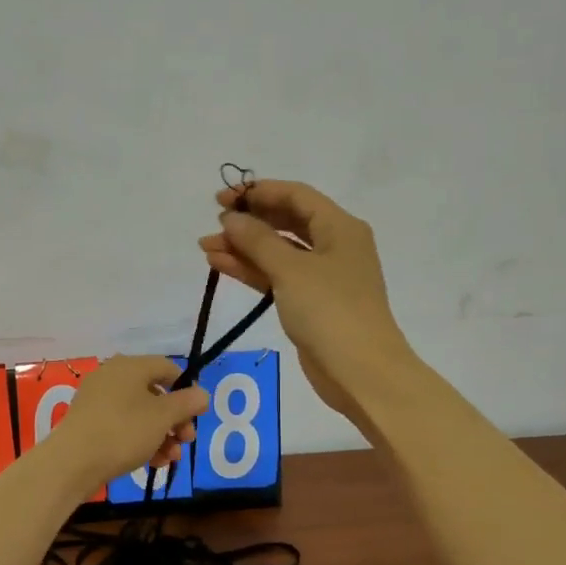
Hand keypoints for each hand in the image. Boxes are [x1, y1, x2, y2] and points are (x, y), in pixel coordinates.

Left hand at [43, 355, 209, 495]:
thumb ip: (186, 403)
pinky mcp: (89, 422)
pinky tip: (152, 463)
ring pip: (140, 413)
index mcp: (130, 366)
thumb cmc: (123, 431)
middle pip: (155, 393)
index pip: (168, 368)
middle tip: (186, 441)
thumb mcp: (162, 417)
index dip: (187, 389)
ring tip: (170, 458)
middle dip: (175, 419)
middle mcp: (112, 376)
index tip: (197, 415)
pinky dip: (140, 440)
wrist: (72, 462)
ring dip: (161, 434)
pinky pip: (122, 425)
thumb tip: (202, 394)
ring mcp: (98, 400)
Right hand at [197, 179, 412, 422]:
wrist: (360, 372)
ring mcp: (321, 277)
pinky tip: (220, 265)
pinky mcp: (309, 303)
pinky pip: (276, 277)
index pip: (296, 196)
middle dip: (248, 222)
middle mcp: (333, 246)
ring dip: (243, 248)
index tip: (223, 198)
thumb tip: (231, 218)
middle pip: (286, 222)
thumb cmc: (330, 311)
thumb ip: (257, 240)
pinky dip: (250, 270)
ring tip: (206, 247)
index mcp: (340, 228)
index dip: (259, 192)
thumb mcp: (291, 270)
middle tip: (213, 223)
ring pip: (277, 252)